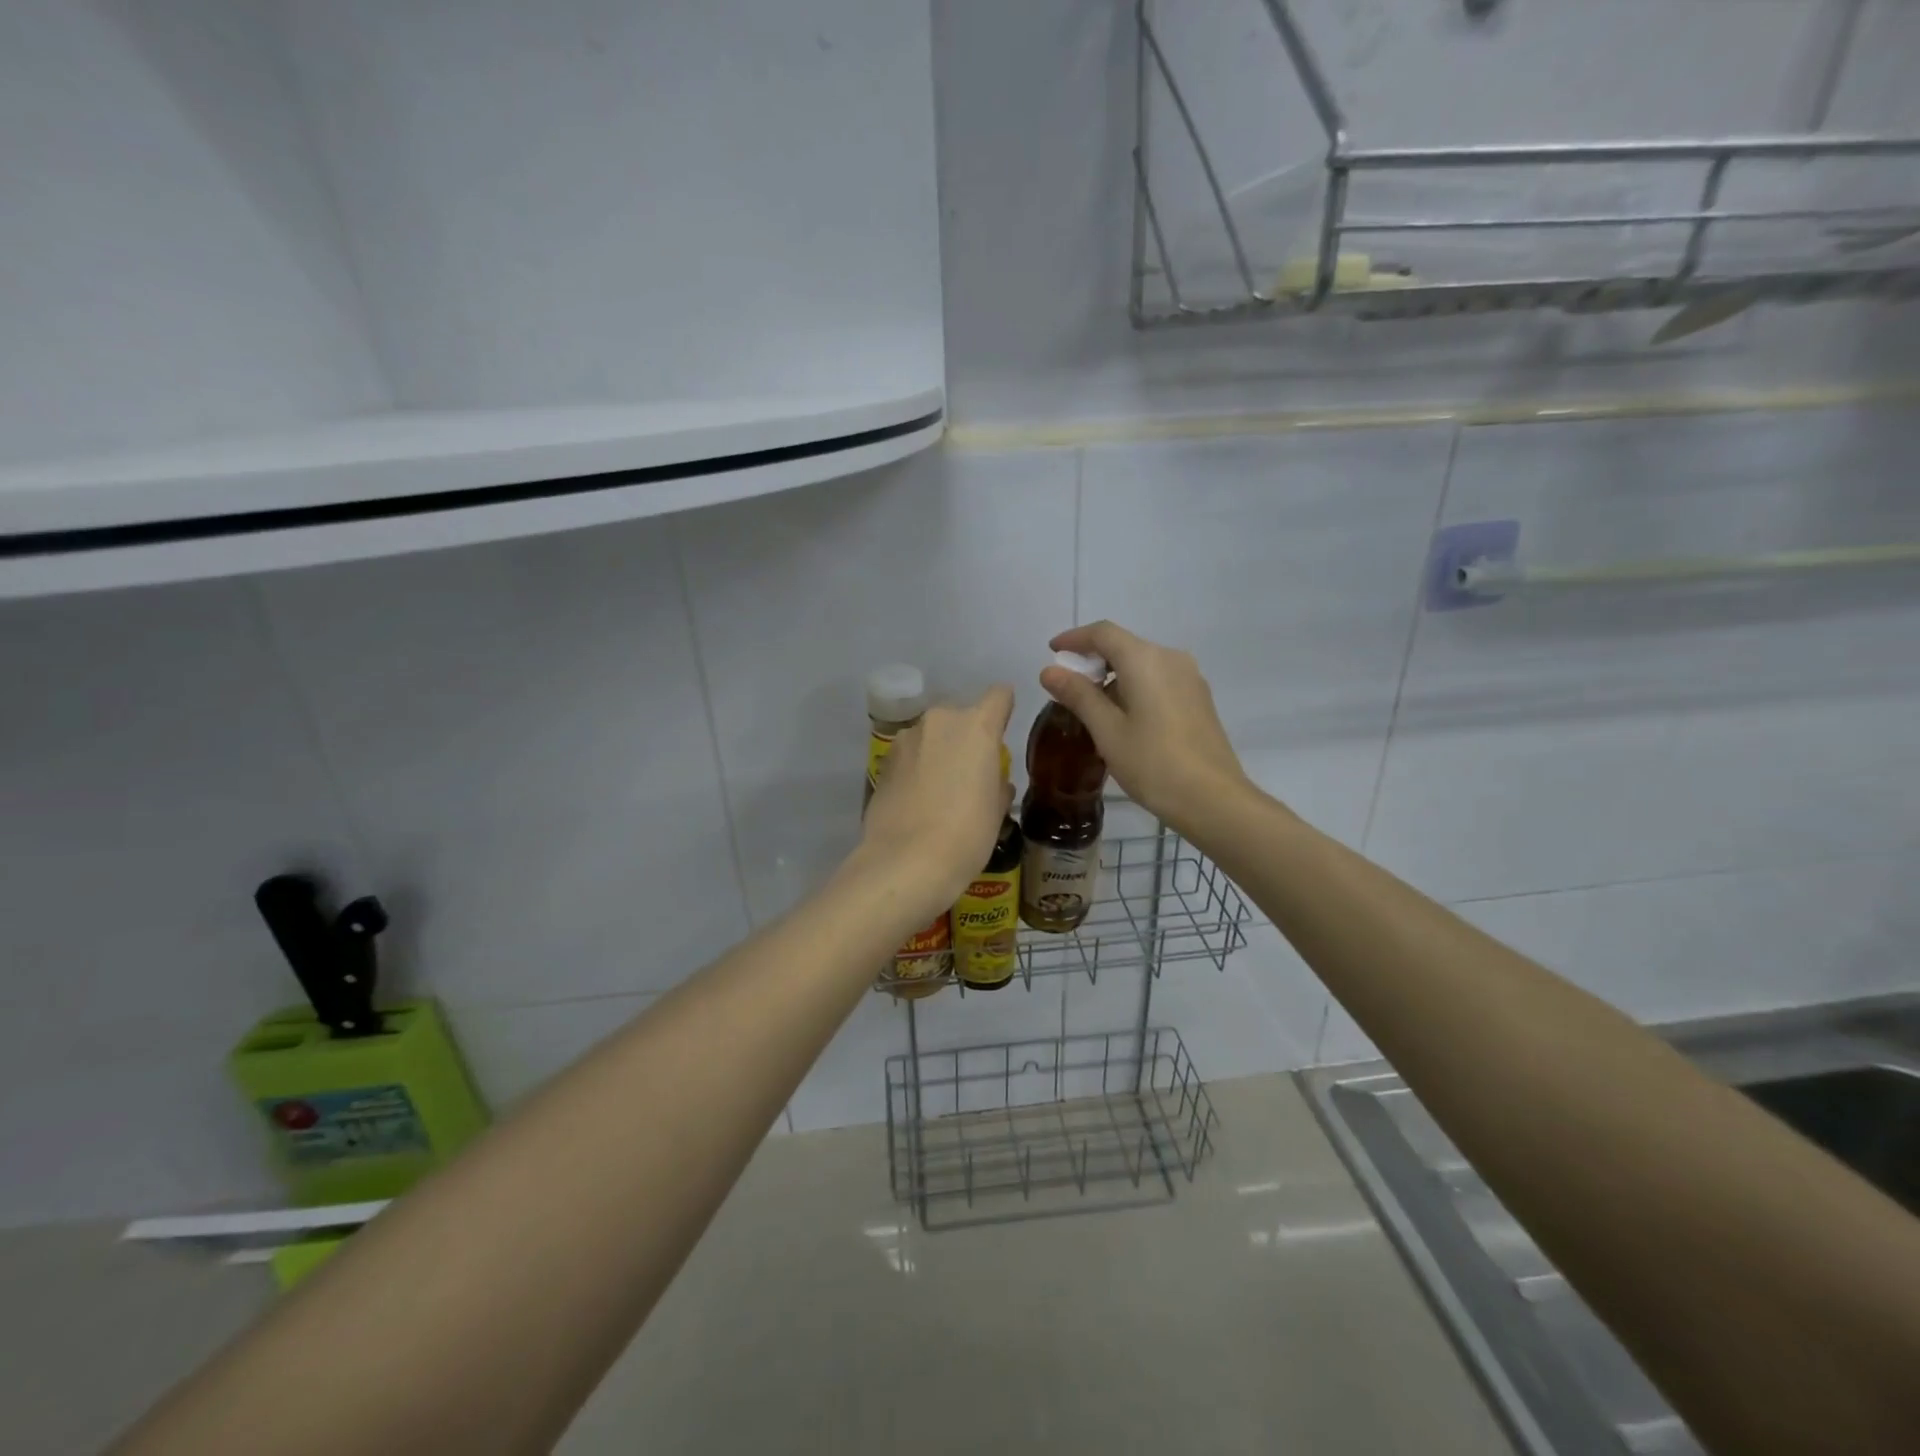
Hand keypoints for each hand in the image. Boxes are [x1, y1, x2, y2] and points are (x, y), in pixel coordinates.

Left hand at [856, 685, 1015, 911]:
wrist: (906, 862)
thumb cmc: (967, 834)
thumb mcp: (997, 810)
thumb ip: (998, 783)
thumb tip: (993, 781)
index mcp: (977, 726)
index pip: (999, 696)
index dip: (1003, 711)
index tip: (1002, 735)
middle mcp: (940, 721)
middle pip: (961, 716)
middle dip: (966, 738)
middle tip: (971, 773)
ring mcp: (906, 739)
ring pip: (931, 735)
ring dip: (938, 752)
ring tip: (940, 791)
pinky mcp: (883, 761)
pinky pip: (910, 755)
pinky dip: (916, 768)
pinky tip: (917, 800)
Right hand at [1039, 622, 1250, 832]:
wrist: (1213, 799)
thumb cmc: (1152, 763)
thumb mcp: (1107, 731)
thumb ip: (1078, 695)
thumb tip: (1050, 671)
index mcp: (1145, 660)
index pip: (1103, 633)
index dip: (1074, 638)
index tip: (1052, 652)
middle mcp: (1171, 658)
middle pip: (1124, 646)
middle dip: (1093, 660)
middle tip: (1067, 687)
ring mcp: (1190, 678)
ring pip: (1142, 664)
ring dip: (1114, 676)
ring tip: (1091, 707)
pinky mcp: (1198, 699)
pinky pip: (1159, 680)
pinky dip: (1134, 687)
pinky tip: (1123, 718)